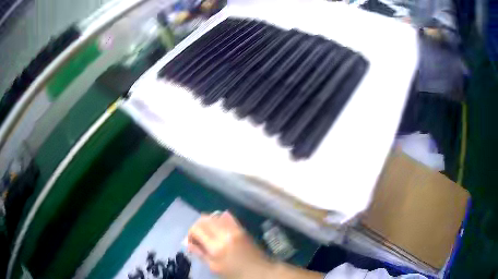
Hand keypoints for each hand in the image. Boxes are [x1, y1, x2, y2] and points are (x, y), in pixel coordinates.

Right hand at [187, 211, 273, 278]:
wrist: (260, 271)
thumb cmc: (235, 273)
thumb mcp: (215, 268)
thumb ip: (200, 254)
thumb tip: (187, 243)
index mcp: (216, 247)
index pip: (196, 229)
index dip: (190, 234)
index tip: (192, 242)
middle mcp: (225, 233)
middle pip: (204, 219)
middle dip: (197, 227)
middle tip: (198, 238)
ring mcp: (235, 229)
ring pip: (214, 215)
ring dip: (207, 222)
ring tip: (208, 234)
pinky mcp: (241, 228)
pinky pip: (227, 216)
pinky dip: (219, 219)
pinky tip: (218, 228)